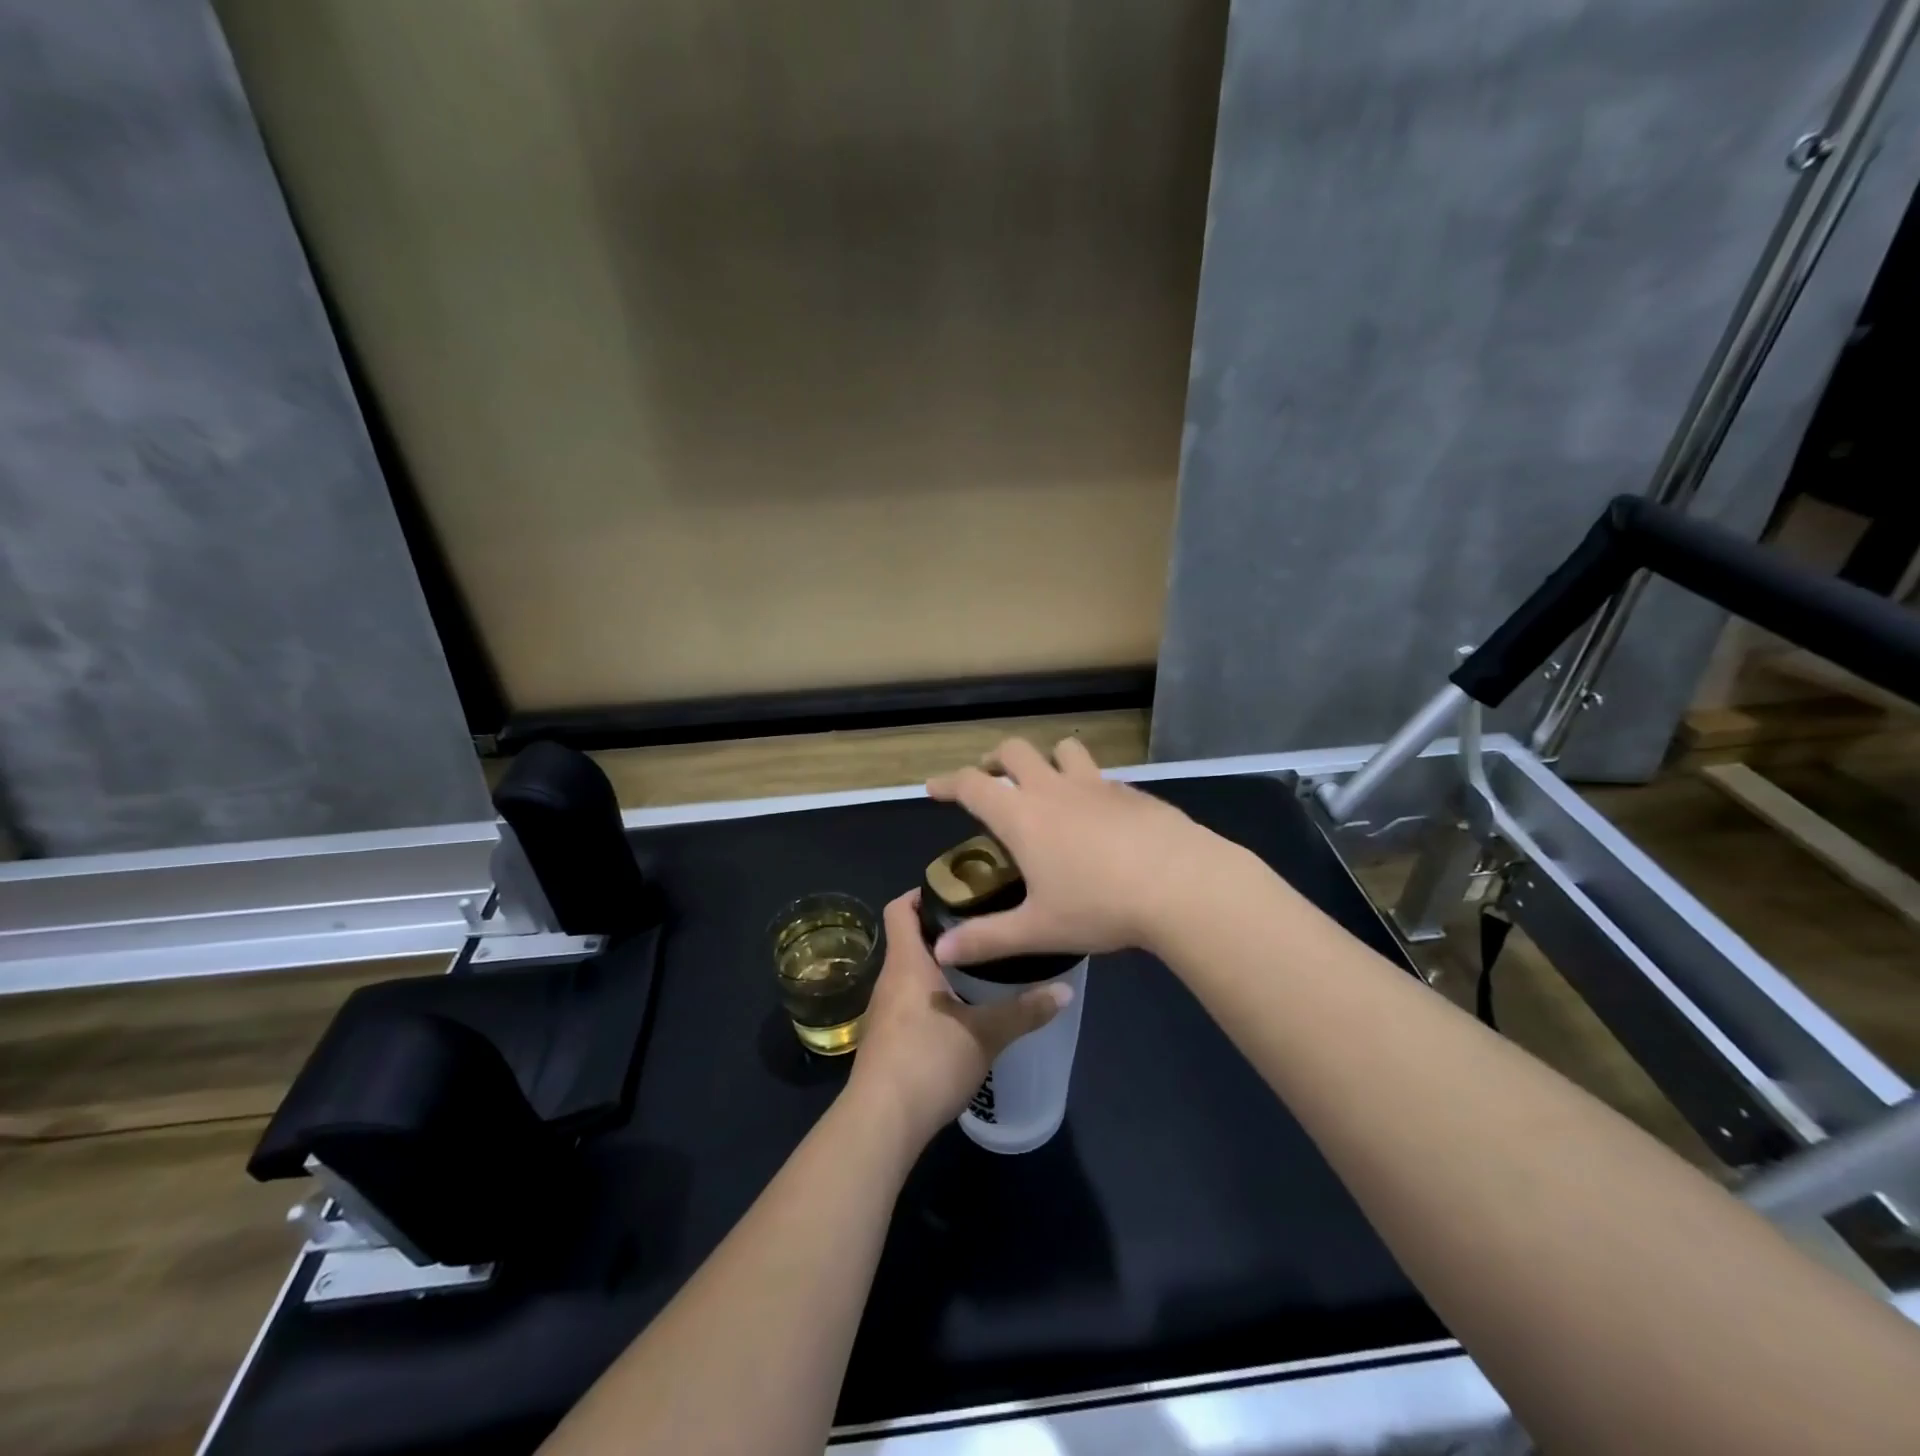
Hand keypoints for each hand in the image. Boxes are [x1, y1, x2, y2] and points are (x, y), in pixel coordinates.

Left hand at [846, 891, 1068, 1147]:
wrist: (881, 1123)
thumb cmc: (929, 1061)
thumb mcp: (986, 1034)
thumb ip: (1025, 1011)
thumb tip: (1066, 991)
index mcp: (907, 963)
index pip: (901, 908)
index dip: (923, 892)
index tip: (959, 890)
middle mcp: (889, 979)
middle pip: (909, 938)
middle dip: (943, 930)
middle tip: (984, 926)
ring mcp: (883, 1011)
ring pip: (909, 972)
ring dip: (938, 965)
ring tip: (979, 965)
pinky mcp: (885, 1039)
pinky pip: (908, 1000)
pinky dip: (931, 994)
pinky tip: (960, 1010)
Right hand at [925, 737, 1239, 964]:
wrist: (1182, 885)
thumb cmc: (1100, 906)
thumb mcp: (1038, 929)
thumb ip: (986, 939)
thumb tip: (942, 950)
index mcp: (1022, 816)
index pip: (972, 785)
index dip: (947, 783)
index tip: (934, 788)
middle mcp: (1054, 789)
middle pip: (1015, 751)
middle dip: (995, 759)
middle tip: (991, 779)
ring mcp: (1097, 784)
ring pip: (1064, 749)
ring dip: (1047, 759)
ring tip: (1046, 784)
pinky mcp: (1132, 792)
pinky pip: (1100, 775)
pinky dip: (1087, 784)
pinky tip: (1099, 815)